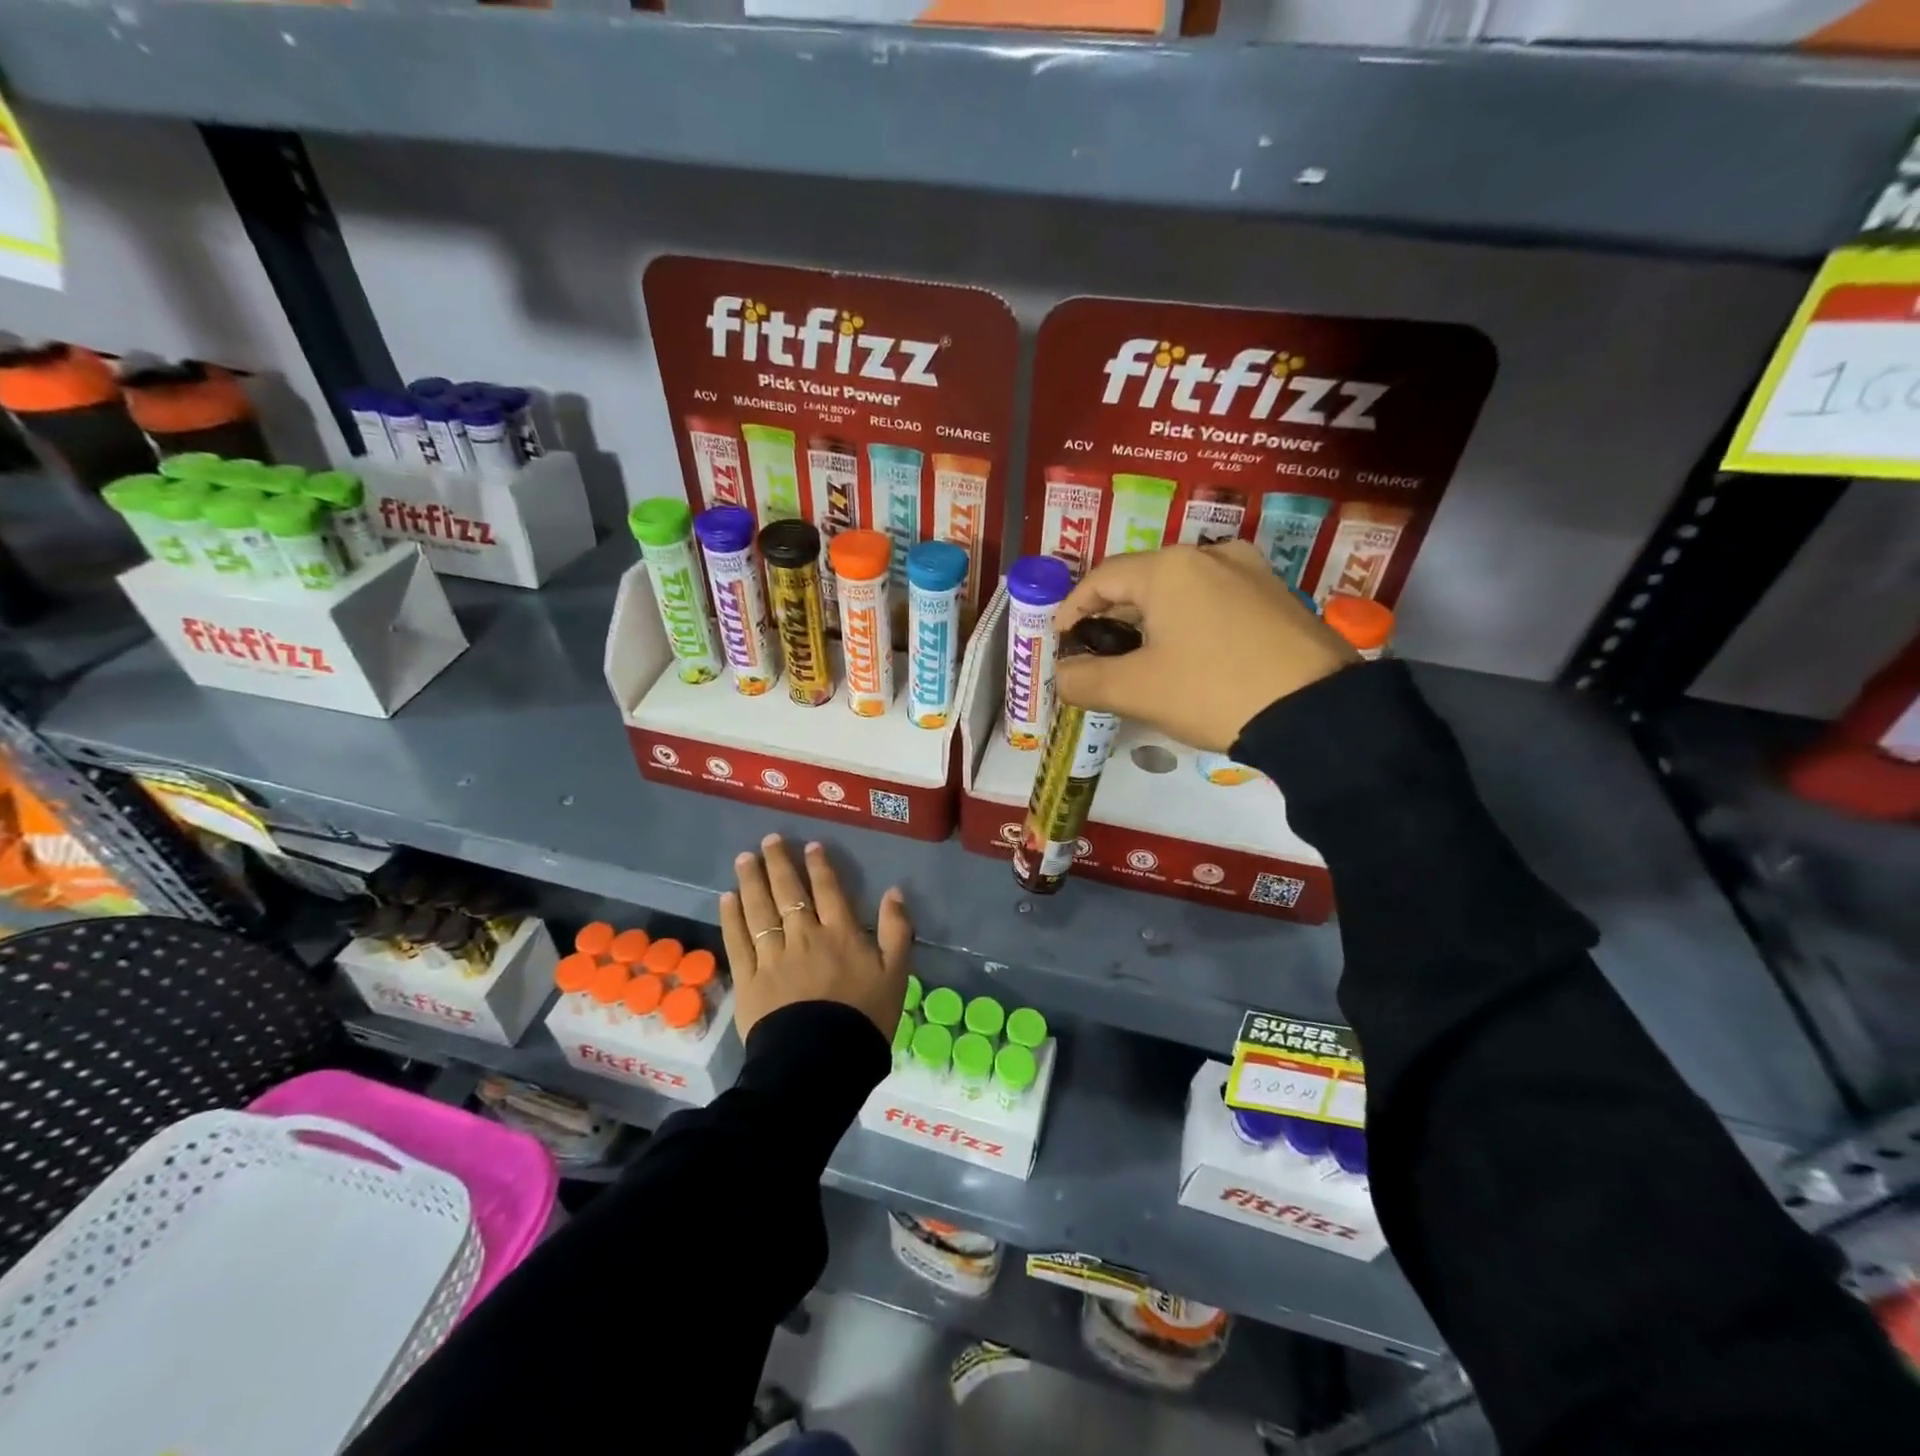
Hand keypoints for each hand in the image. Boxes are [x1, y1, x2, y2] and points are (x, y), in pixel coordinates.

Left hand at [718, 834, 912, 1040]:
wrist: (821, 1062)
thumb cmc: (864, 1019)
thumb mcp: (896, 974)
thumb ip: (896, 930)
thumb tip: (894, 892)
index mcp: (841, 934)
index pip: (828, 890)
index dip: (819, 866)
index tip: (810, 846)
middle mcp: (804, 936)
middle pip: (789, 892)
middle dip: (778, 863)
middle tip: (769, 840)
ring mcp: (773, 956)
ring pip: (760, 910)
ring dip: (752, 881)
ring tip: (745, 858)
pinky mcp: (749, 979)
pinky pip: (737, 941)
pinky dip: (732, 917)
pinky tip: (727, 898)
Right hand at [1054, 542, 1357, 752]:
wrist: (1316, 713)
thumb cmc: (1213, 690)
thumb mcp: (1137, 690)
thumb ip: (1085, 680)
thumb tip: (1062, 676)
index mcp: (1170, 567)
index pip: (1101, 577)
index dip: (1072, 608)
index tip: (1062, 640)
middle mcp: (1211, 555)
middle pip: (1143, 580)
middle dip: (1113, 615)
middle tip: (1097, 651)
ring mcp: (1252, 572)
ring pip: (1183, 590)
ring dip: (1153, 619)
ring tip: (1142, 656)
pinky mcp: (1279, 597)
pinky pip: (1217, 600)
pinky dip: (1191, 622)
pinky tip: (1192, 655)